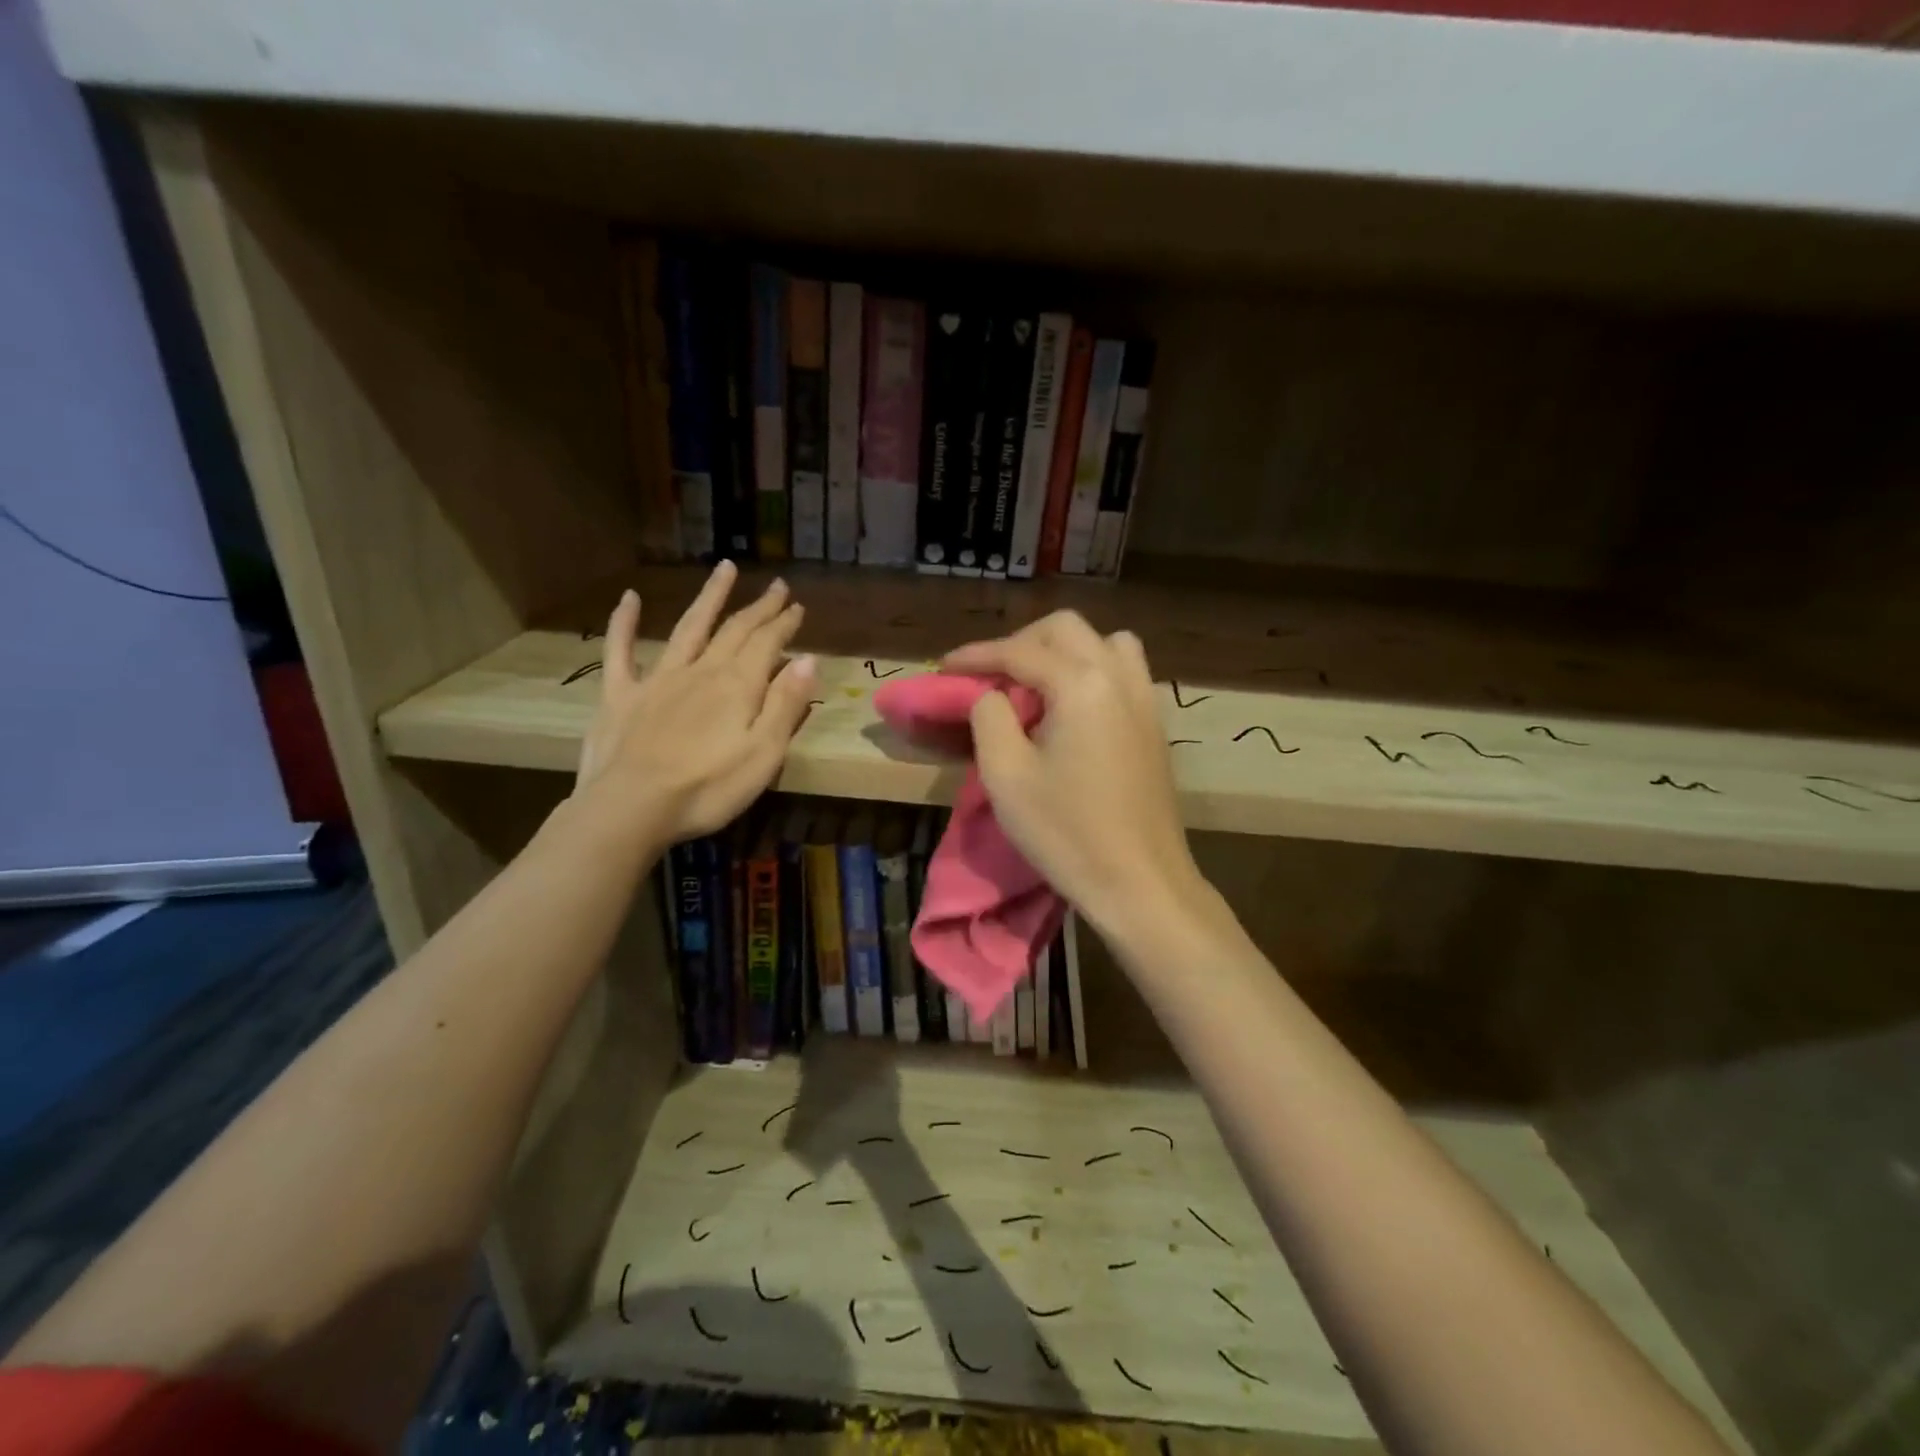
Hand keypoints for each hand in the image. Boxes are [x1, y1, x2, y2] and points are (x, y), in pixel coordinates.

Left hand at [575, 563, 814, 843]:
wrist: (631, 809)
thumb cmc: (708, 788)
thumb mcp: (764, 753)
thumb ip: (786, 705)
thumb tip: (807, 660)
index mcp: (737, 686)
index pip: (767, 644)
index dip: (784, 623)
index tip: (797, 606)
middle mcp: (700, 670)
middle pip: (734, 630)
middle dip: (758, 608)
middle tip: (776, 586)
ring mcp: (657, 679)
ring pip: (688, 628)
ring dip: (708, 598)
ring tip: (724, 569)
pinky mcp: (620, 695)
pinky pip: (620, 651)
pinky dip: (624, 622)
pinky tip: (629, 598)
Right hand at [945, 611, 1205, 937]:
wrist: (1140, 883)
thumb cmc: (1066, 833)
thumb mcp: (1006, 775)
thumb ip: (989, 716)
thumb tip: (990, 694)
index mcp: (1082, 684)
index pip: (1019, 651)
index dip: (976, 656)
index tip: (943, 668)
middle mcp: (1120, 677)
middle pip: (1065, 629)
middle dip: (1021, 642)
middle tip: (989, 676)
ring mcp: (1145, 699)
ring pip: (1105, 642)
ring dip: (1064, 651)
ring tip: (1036, 685)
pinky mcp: (1155, 725)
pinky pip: (1124, 671)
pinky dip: (1093, 670)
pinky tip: (1073, 708)